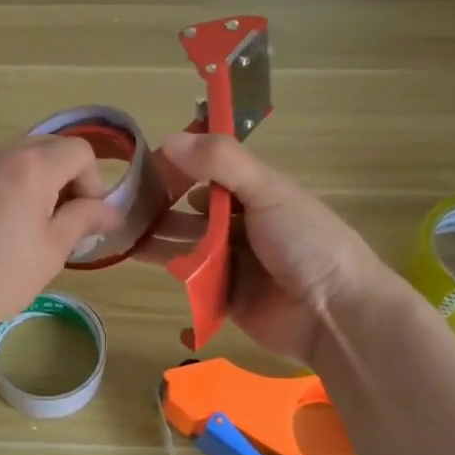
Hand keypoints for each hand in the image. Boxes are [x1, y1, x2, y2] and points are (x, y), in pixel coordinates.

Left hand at [0, 137, 122, 350]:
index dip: (92, 184)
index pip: (80, 151)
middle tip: (61, 224)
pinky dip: (9, 189)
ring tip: (29, 230)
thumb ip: (83, 220)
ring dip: (37, 184)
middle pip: (49, 148)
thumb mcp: (51, 251)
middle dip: (66, 180)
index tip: (83, 220)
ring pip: (19, 159)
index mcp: (30, 166)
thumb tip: (111, 210)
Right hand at [135, 132, 398, 366]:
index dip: (177, 167)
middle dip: (159, 206)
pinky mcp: (224, 297)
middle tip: (119, 206)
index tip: (141, 168)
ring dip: (156, 238)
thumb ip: (221, 162)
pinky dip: (168, 271)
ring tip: (118, 233)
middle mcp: (243, 224)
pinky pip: (190, 281)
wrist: (335, 315)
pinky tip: (135, 261)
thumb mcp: (268, 190)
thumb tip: (168, 140)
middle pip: (191, 210)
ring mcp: (233, 262)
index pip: (208, 171)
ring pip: (186, 244)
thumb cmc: (306, 242)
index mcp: (257, 193)